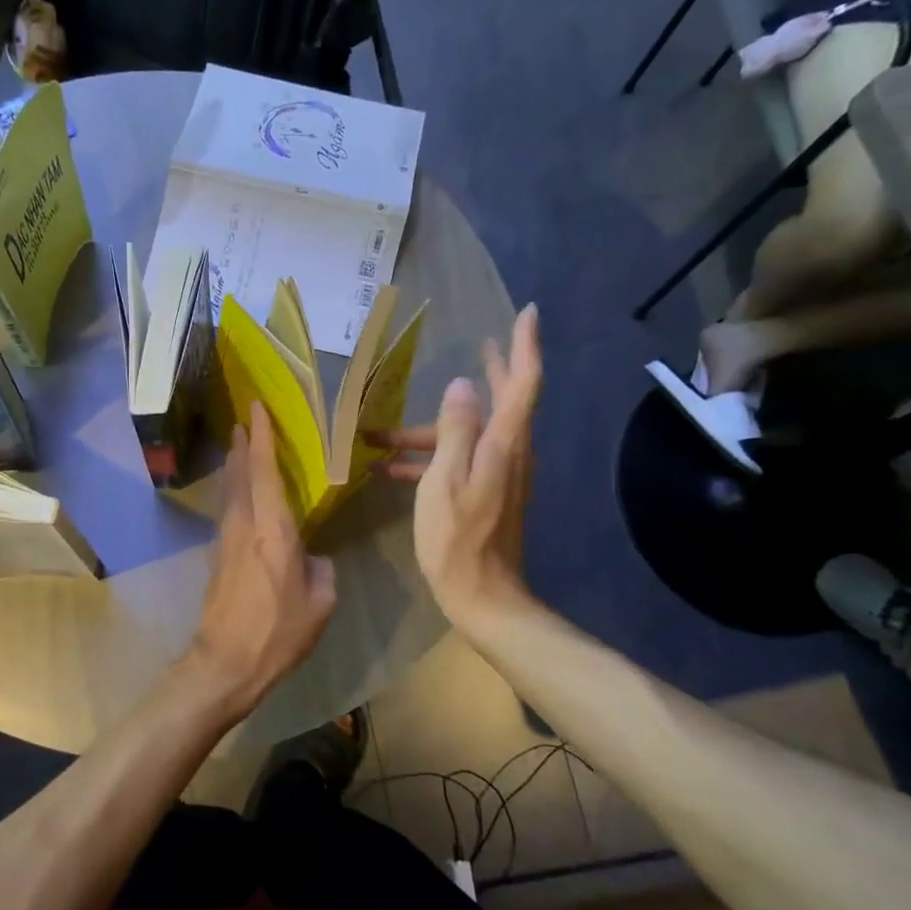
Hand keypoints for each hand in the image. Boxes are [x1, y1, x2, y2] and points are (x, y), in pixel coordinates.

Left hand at [185, 403, 337, 716]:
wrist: (225, 663)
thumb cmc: (277, 633)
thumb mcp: (320, 603)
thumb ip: (321, 569)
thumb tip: (313, 557)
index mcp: (273, 531)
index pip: (264, 472)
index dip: (261, 437)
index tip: (257, 407)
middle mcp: (244, 526)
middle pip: (239, 474)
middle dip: (241, 443)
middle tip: (244, 418)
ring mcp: (226, 540)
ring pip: (230, 491)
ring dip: (234, 464)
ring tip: (240, 443)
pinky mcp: (218, 556)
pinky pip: (229, 510)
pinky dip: (235, 489)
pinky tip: (242, 492)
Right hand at [368, 305, 540, 625]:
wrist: (482, 596)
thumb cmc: (457, 538)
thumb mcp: (445, 481)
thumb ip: (455, 430)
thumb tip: (461, 385)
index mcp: (503, 444)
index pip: (523, 383)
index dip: (524, 345)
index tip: (526, 312)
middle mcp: (510, 453)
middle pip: (505, 401)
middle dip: (494, 371)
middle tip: (483, 344)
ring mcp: (500, 475)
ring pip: (471, 434)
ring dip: (434, 428)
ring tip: (384, 431)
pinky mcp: (487, 495)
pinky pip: (460, 461)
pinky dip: (431, 458)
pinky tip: (391, 469)